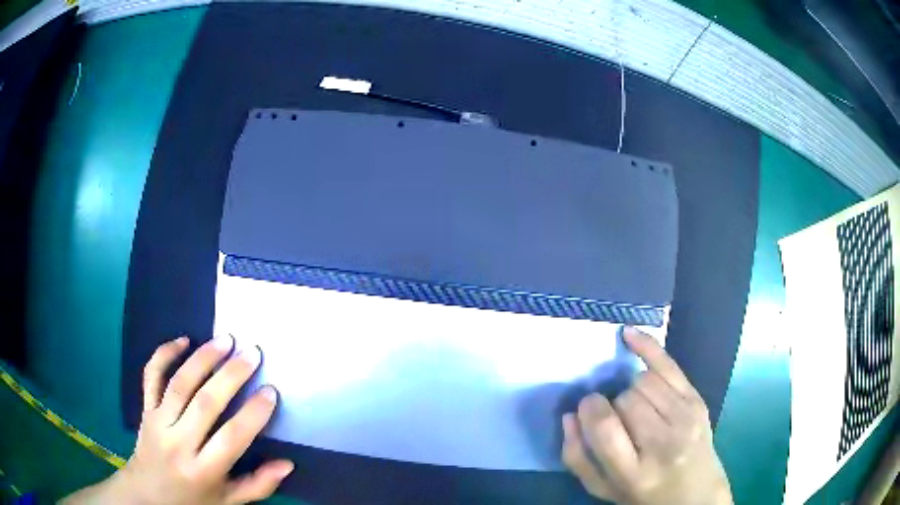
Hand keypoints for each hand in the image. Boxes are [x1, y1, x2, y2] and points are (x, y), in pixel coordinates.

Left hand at [62, 336, 292, 504]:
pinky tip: (183, 340)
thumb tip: (287, 464)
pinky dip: (164, 354)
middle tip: (252, 354)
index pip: (231, 438)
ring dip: (203, 358)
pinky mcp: (145, 408)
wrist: (147, 494)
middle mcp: (178, 443)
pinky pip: (151, 376)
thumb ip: (258, 485)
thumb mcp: (228, 501)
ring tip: (226, 340)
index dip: (253, 414)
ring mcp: (158, 422)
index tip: (270, 391)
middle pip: (205, 403)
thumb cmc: (193, 500)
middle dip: (231, 375)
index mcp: (203, 471)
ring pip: (179, 384)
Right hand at [561, 327, 731, 504]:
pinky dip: (645, 347)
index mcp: (633, 472)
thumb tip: (570, 415)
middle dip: (614, 403)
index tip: (586, 407)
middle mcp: (663, 444)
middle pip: (627, 399)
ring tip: (636, 407)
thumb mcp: (603, 489)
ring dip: (631, 389)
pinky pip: (668, 364)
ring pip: (644, 381)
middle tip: (619, 419)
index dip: (590, 409)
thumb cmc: (644, 496)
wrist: (696, 494)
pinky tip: (627, 335)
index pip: (605, 426)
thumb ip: (578, 457)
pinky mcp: (697, 401)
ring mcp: (685, 419)